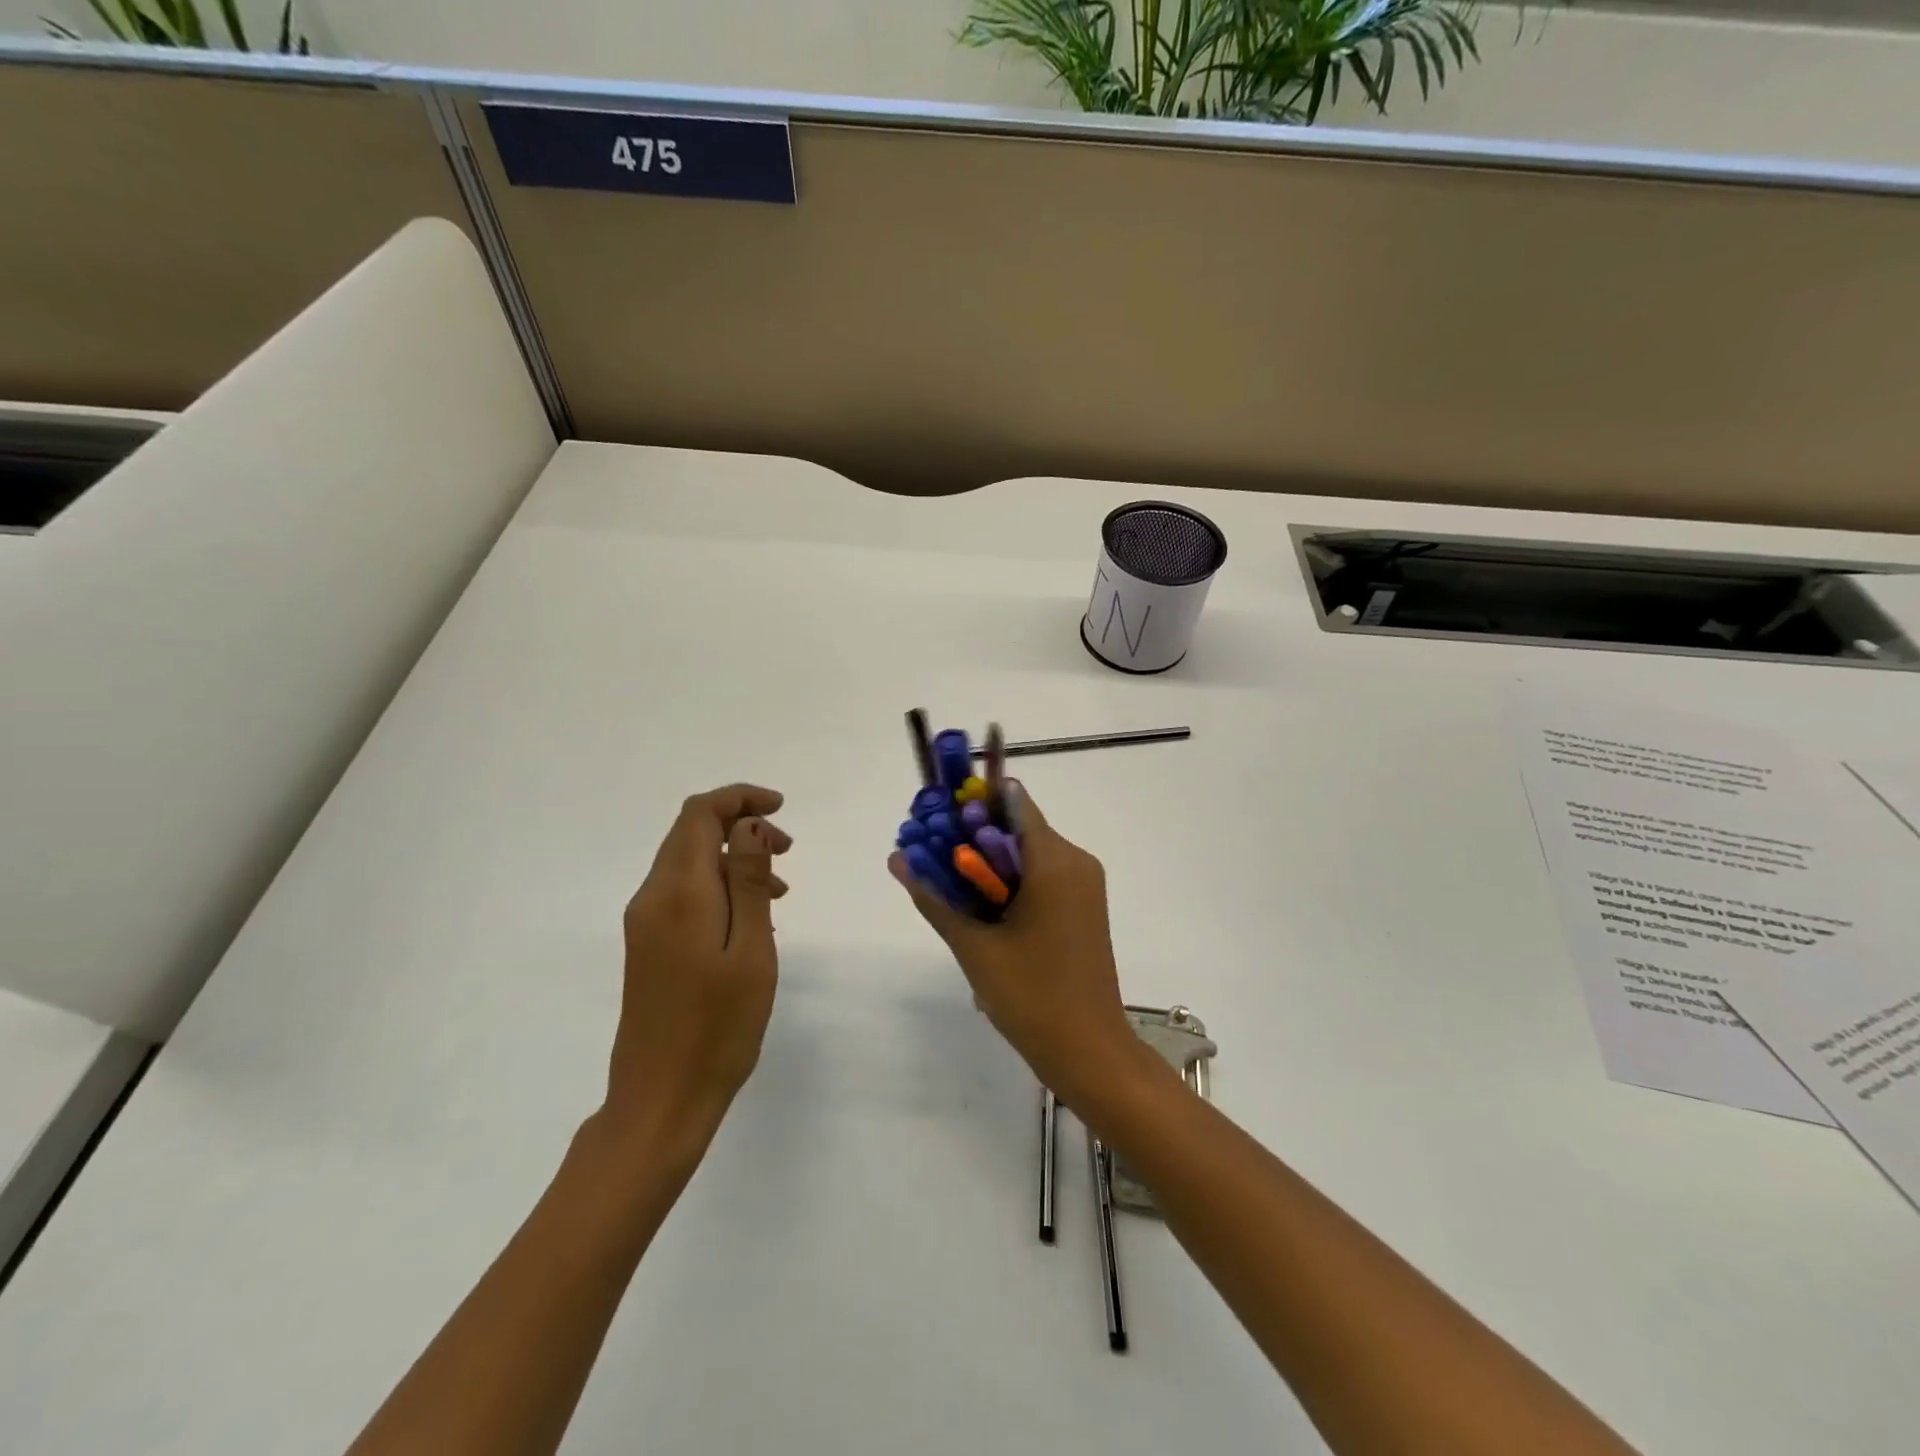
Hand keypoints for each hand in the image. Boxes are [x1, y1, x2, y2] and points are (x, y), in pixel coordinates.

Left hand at [606, 785, 791, 1148]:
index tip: (782, 808)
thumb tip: (749, 824)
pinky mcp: (648, 945)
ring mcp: (645, 923)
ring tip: (782, 888)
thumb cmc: (719, 1026)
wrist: (661, 1099)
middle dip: (741, 825)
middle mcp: (652, 897)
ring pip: (689, 862)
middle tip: (789, 850)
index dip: (740, 798)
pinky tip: (753, 918)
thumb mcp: (751, 948)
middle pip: (691, 832)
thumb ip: (749, 880)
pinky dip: (720, 885)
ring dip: (734, 857)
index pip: (699, 814)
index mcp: (678, 892)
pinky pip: (684, 893)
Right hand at [889, 783, 1142, 1105]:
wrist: (1089, 1051)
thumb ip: (934, 896)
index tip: (935, 820)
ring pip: (1026, 853)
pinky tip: (981, 911)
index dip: (970, 803)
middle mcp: (1076, 861)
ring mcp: (1084, 884)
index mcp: (1055, 860)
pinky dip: (1009, 882)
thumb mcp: (974, 945)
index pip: (1010, 801)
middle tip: (930, 857)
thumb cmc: (1032, 996)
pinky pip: (1041, 876)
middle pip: (1016, 826)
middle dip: (971, 837)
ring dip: (987, 863)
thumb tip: (897, 858)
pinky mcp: (1083, 906)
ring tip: (948, 888)